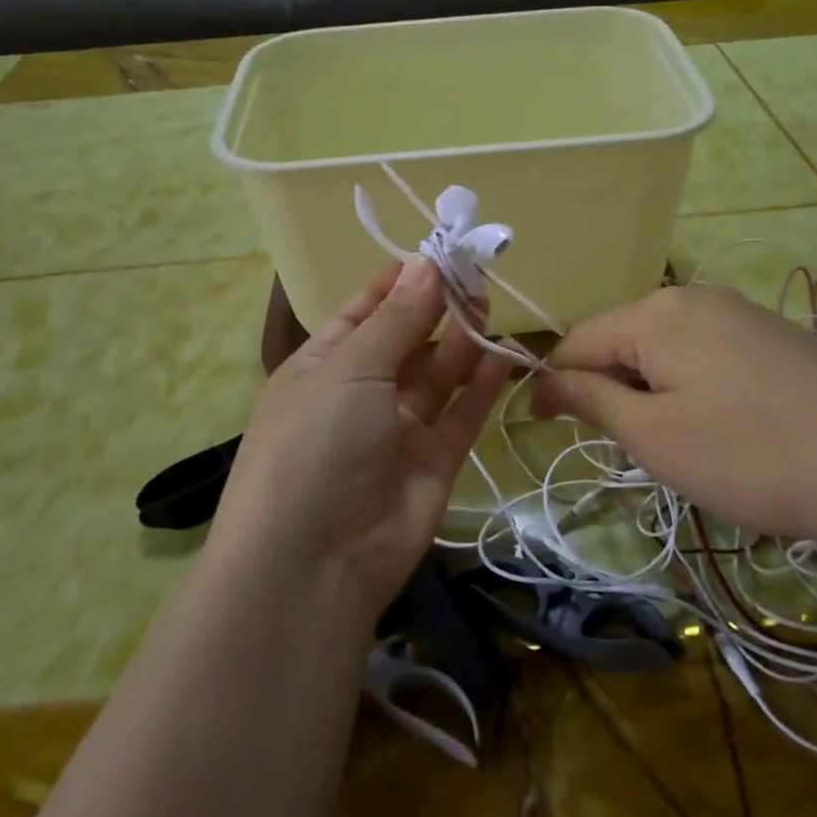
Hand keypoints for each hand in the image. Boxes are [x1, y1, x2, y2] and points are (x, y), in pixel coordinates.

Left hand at [210, 259, 509, 619]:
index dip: (400, 282)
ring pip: (438, 375)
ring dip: (462, 341)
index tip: (440, 252)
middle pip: (407, 339)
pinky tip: (502, 354)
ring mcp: (399, 429)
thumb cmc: (316, 444)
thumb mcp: (350, 369)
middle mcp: (360, 393)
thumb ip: (397, 319)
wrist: (314, 564)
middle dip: (438, 308)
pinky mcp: (434, 461)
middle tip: (477, 274)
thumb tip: (427, 263)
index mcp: (323, 364)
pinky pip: (461, 414)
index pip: (364, 310)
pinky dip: (481, 386)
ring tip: (491, 305)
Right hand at [531, 285, 816, 563]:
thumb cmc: (751, 454)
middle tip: (620, 446)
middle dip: (606, 387)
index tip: (539, 426)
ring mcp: (742, 313)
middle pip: (623, 338)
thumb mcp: (655, 435)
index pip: (577, 339)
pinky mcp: (776, 338)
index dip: (552, 381)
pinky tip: (720, 428)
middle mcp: (696, 297)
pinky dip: (690, 388)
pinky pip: (707, 355)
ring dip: (648, 390)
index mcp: (657, 312)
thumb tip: (545, 380)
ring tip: (672, 444)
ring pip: (666, 349)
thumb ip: (592, 399)